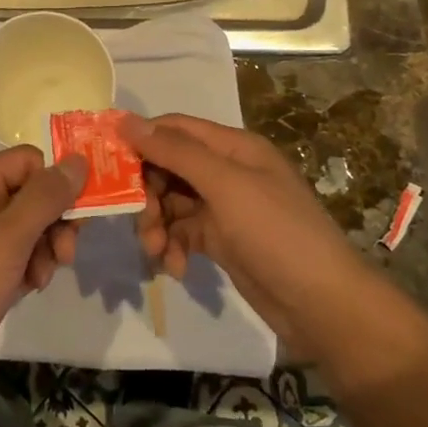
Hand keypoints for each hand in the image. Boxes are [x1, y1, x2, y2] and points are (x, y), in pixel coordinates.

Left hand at [0, 147, 87, 366]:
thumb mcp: (9, 239)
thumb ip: (46, 197)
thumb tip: (78, 160)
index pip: (27, 161)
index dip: (56, 184)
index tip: (78, 218)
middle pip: (27, 193)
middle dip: (52, 223)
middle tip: (66, 256)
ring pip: (22, 225)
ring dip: (42, 249)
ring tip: (40, 280)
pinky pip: (8, 251)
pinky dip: (24, 266)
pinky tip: (28, 288)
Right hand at [121, 113, 370, 348]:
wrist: (322, 305)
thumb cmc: (276, 233)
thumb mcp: (225, 185)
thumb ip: (176, 151)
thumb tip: (126, 120)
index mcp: (234, 147)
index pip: (175, 128)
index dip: (141, 140)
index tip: (105, 161)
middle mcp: (228, 170)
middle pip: (169, 167)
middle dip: (148, 193)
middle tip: (139, 220)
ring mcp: (225, 207)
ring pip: (171, 203)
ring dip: (157, 225)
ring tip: (156, 252)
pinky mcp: (222, 240)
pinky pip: (183, 233)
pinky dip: (173, 247)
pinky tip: (176, 268)